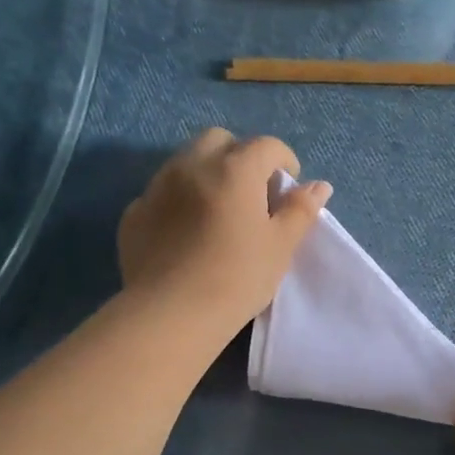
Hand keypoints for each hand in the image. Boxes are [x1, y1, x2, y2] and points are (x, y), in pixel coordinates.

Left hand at [117, 128, 331, 337]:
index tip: (289, 188)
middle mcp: (192, 166)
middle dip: (241, 156)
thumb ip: (300, 211)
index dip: (284, 161)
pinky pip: (162, 193)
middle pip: (220, 141)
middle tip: (253, 193)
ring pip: (186, 162)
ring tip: (220, 213)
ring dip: (208, 174)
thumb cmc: (237, 278)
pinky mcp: (134, 213)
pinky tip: (188, 234)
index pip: (266, 146)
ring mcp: (157, 187)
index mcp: (234, 170)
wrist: (171, 314)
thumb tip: (319, 186)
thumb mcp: (280, 247)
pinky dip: (180, 200)